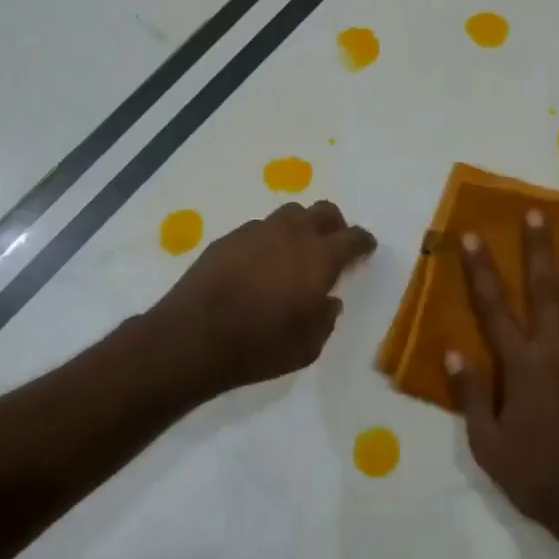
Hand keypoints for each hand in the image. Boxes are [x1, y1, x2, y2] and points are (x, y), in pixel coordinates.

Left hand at [151, 201, 375, 397]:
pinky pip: (259, 229)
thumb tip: (328, 301)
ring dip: (300, 228)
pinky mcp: (228, 238)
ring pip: (290, 214)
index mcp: (320, 257)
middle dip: (335, 226)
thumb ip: (325, 319)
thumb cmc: (259, 346)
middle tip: (333, 247)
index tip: (365, 250)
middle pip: (324, 211)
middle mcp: (292, 234)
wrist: (193, 338)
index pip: (353, 237)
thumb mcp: (308, 347)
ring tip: (295, 253)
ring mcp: (257, 231)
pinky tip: (260, 264)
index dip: (363, 242)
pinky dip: (269, 240)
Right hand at [445, 209, 558, 552]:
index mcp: (521, 367)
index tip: (473, 237)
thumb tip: (452, 351)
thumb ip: (471, 395)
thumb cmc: (538, 477)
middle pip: (545, 289)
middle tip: (536, 212)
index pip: (494, 308)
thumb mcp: (488, 446)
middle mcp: (557, 350)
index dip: (481, 270)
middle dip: (538, 248)